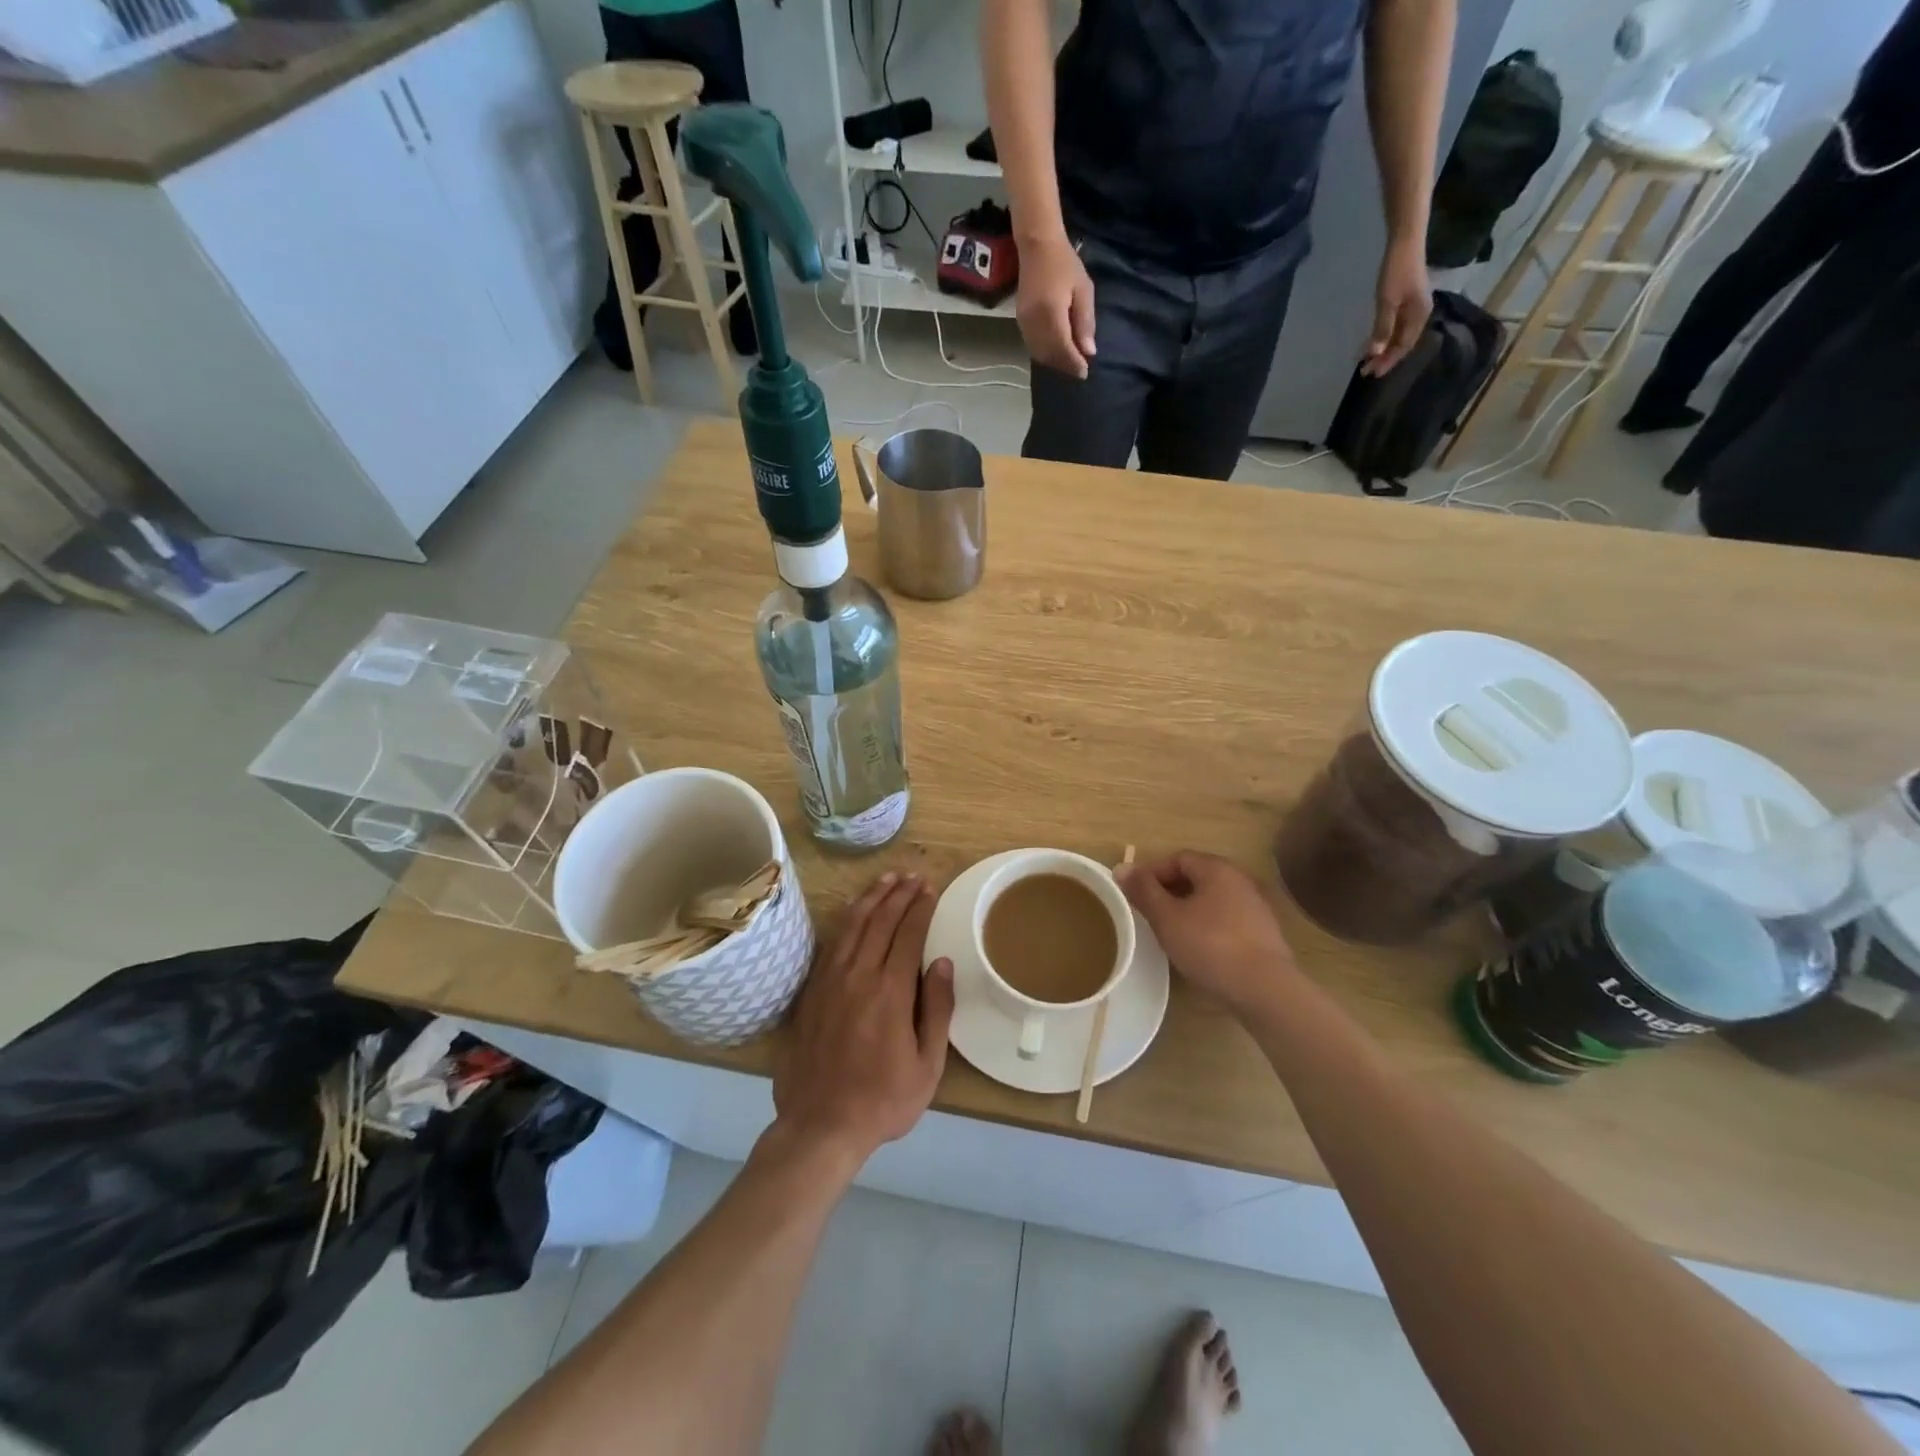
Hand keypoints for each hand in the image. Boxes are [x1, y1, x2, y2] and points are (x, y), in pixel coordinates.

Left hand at [772, 874, 955, 1166]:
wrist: (820, 1125)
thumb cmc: (883, 1100)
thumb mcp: (927, 1065)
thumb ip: (937, 1010)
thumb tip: (940, 962)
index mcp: (890, 992)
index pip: (907, 935)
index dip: (920, 908)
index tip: (930, 889)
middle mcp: (858, 976)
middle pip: (880, 921)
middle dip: (899, 894)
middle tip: (913, 876)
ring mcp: (830, 981)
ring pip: (852, 925)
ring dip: (871, 898)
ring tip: (886, 879)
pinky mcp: (812, 991)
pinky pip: (831, 943)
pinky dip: (846, 920)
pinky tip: (854, 911)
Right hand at [1016, 232, 1096, 378]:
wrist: (1037, 246)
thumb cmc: (1064, 264)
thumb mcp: (1084, 289)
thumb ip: (1085, 322)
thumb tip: (1088, 351)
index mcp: (1052, 314)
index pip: (1063, 348)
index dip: (1074, 363)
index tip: (1085, 372)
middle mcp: (1035, 323)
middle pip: (1050, 355)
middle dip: (1065, 365)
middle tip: (1079, 370)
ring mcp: (1024, 323)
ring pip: (1039, 354)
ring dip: (1055, 362)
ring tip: (1069, 363)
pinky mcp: (1020, 322)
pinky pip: (1032, 346)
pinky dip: (1045, 354)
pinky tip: (1055, 352)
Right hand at [1117, 852, 1299, 1019]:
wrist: (1265, 990)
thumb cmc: (1210, 946)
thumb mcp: (1167, 918)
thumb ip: (1143, 891)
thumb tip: (1121, 867)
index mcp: (1217, 869)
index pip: (1177, 858)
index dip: (1152, 873)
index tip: (1134, 895)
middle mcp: (1240, 880)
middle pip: (1196, 877)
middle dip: (1168, 892)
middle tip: (1148, 914)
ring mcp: (1255, 907)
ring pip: (1211, 900)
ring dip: (1187, 910)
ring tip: (1169, 933)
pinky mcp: (1263, 934)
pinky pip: (1226, 920)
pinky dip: (1206, 926)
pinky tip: (1197, 949)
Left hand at [1362, 240, 1431, 376]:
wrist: (1405, 242)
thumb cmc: (1397, 271)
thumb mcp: (1387, 302)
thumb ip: (1382, 328)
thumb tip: (1375, 353)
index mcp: (1420, 316)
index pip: (1403, 347)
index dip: (1387, 361)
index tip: (1370, 373)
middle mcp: (1420, 315)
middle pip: (1402, 344)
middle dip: (1384, 358)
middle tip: (1365, 371)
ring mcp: (1414, 308)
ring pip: (1399, 337)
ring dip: (1383, 350)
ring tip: (1366, 361)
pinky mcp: (1407, 302)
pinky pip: (1396, 327)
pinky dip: (1385, 337)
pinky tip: (1374, 344)